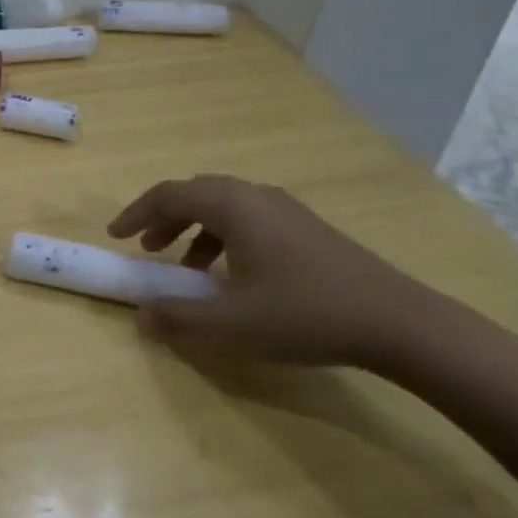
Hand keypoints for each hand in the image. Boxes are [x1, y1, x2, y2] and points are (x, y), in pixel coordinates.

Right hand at [106, 175, 445, 369]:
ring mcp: (286, 210)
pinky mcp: (307, 228)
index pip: (168, 194)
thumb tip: (141, 317)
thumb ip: (179, 318)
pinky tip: (233, 276)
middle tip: (149, 249)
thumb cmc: (305, 314)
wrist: (400, 324)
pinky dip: (223, 236)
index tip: (116, 237)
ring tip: (187, 267)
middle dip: (164, 218)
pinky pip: (249, 218)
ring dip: (194, 229)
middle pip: (195, 193)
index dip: (135, 213)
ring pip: (224, 206)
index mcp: (233, 206)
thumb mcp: (232, 324)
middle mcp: (256, 196)